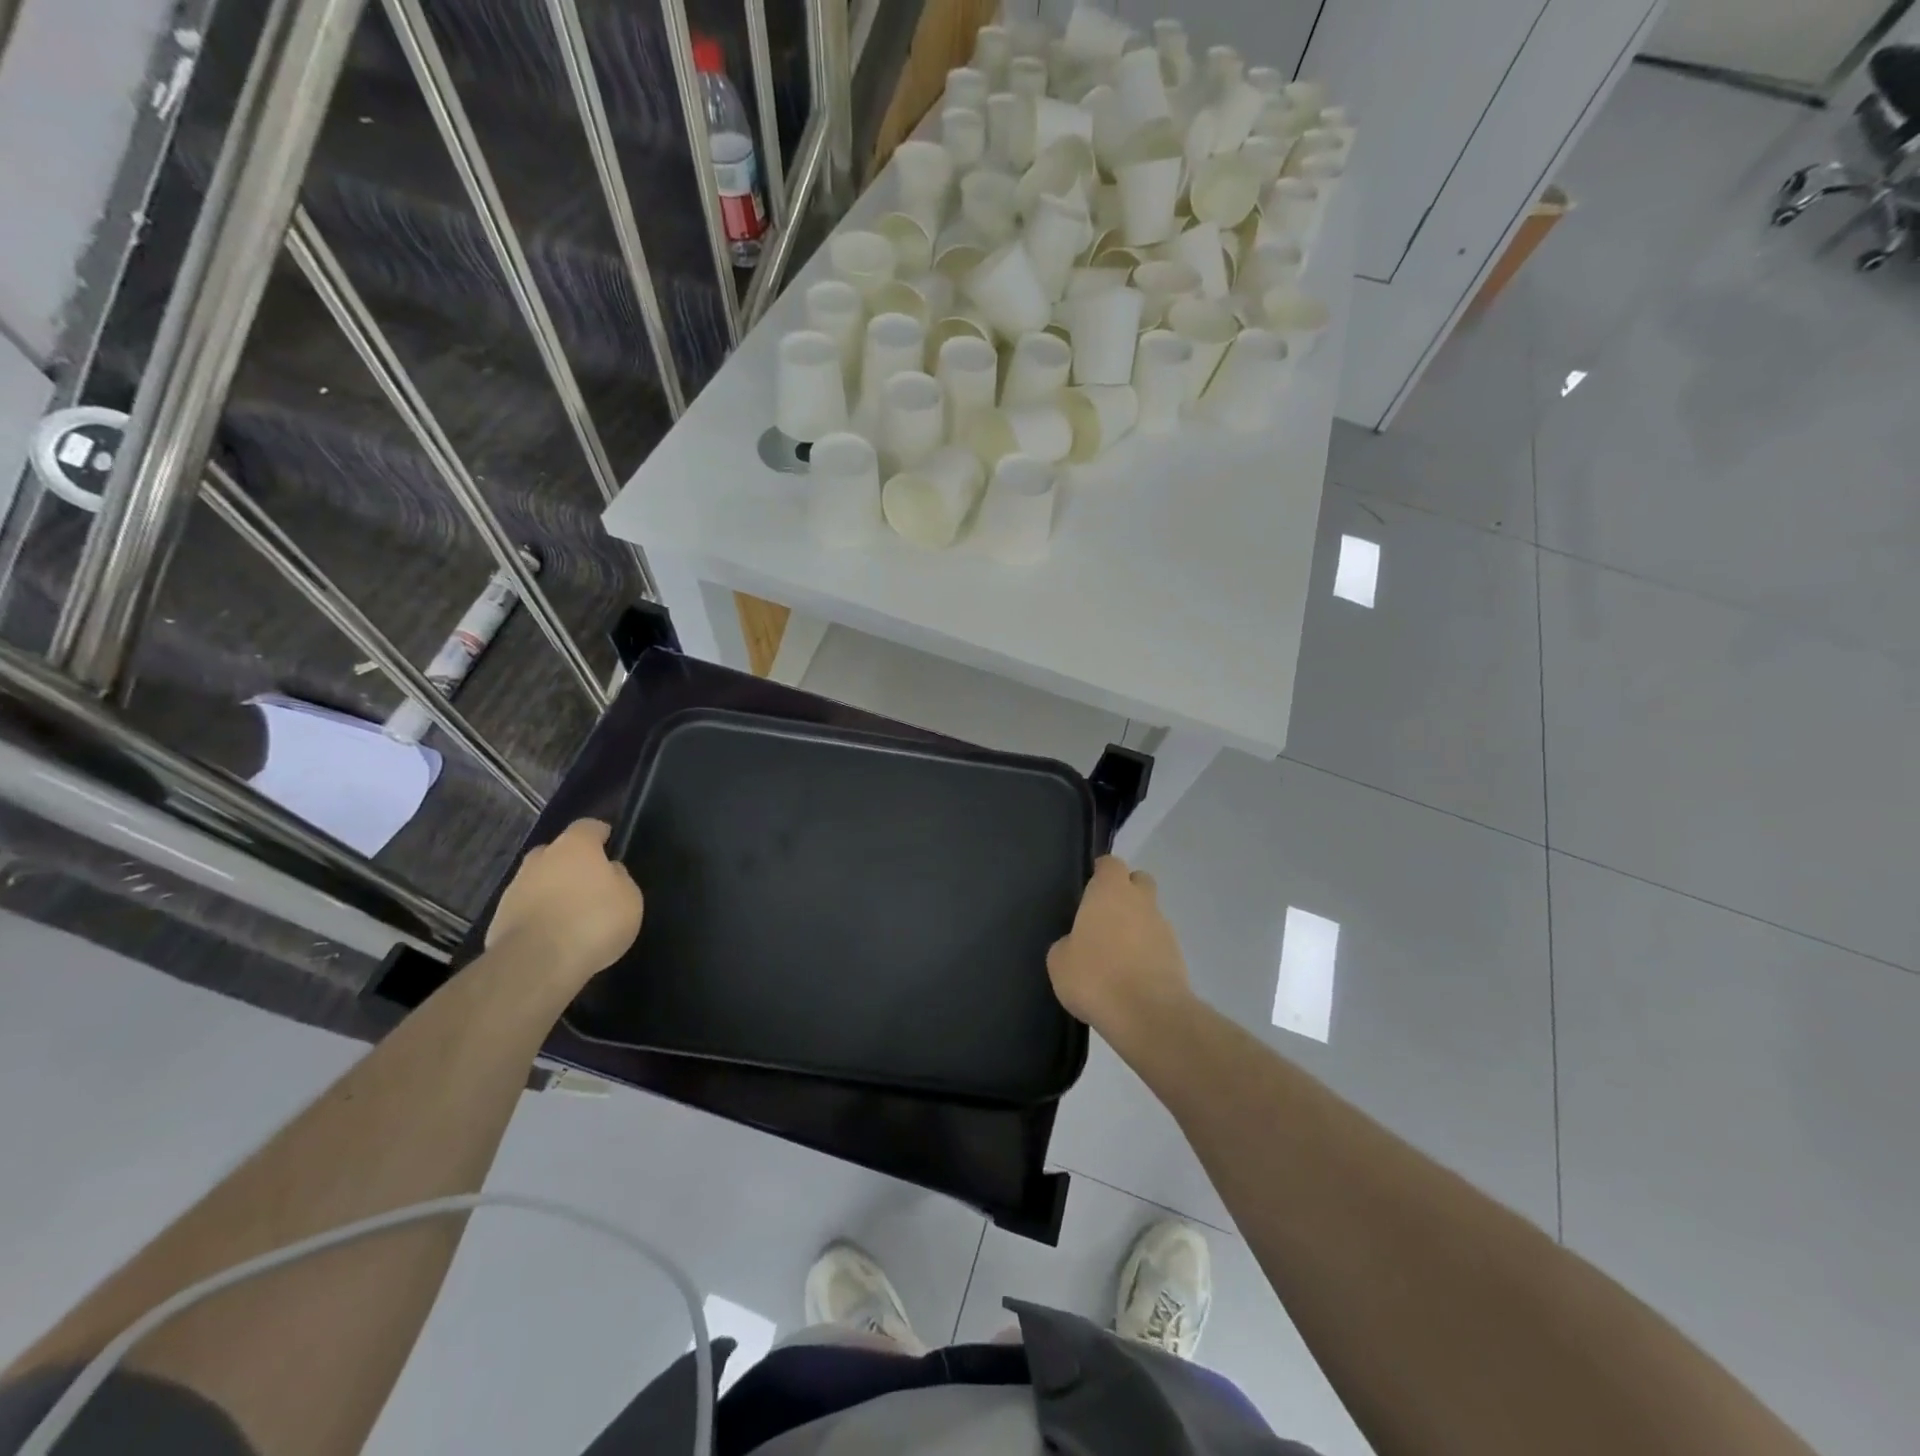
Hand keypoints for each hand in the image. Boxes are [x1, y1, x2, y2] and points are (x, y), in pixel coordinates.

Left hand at [487, 820, 643, 986]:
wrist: (537, 962)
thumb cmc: (594, 920)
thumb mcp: (629, 898)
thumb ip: (619, 878)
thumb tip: (609, 871)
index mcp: (575, 846)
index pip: (588, 826)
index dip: (600, 834)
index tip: (609, 843)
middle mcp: (541, 859)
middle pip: (556, 851)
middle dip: (570, 862)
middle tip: (588, 882)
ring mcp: (515, 888)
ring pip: (538, 880)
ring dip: (552, 890)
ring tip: (571, 913)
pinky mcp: (499, 918)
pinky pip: (526, 908)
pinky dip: (538, 914)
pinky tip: (553, 934)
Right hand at [1047, 856, 1191, 1041]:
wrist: (1147, 1014)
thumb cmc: (1095, 976)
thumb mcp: (1060, 960)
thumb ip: (1067, 943)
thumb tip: (1076, 945)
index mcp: (1110, 891)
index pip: (1110, 864)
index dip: (1101, 873)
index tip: (1089, 888)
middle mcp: (1141, 901)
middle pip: (1139, 881)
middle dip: (1126, 892)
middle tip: (1105, 917)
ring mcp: (1163, 928)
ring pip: (1150, 914)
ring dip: (1136, 926)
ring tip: (1116, 957)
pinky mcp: (1178, 957)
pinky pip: (1158, 944)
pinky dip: (1146, 953)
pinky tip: (1130, 977)